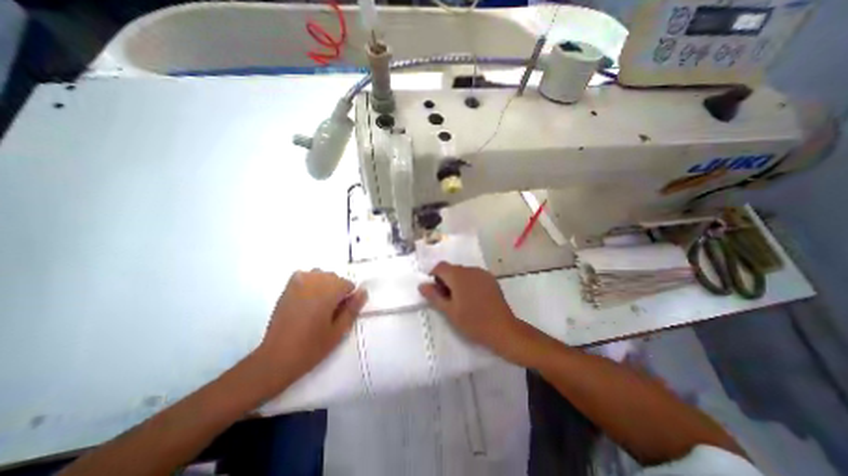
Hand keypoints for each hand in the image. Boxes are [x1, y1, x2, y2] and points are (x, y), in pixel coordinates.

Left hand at [254, 268, 367, 386]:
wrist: (276, 358)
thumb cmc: (311, 347)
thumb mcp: (339, 331)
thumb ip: (353, 309)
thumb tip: (363, 292)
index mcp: (328, 292)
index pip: (347, 284)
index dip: (348, 298)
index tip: (341, 313)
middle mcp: (314, 282)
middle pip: (334, 277)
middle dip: (337, 291)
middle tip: (330, 312)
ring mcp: (298, 283)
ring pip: (320, 275)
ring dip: (324, 285)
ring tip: (318, 305)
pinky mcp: (287, 288)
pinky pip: (305, 275)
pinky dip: (310, 282)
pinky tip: (307, 297)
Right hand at [417, 262, 550, 365]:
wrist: (503, 330)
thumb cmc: (473, 322)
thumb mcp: (449, 311)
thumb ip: (434, 296)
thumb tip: (422, 285)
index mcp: (459, 275)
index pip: (440, 266)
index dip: (434, 276)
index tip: (435, 292)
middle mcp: (471, 269)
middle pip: (452, 269)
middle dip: (446, 280)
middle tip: (447, 300)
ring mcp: (483, 273)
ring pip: (463, 272)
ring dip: (457, 282)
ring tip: (461, 301)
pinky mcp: (491, 279)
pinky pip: (474, 276)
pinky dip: (469, 283)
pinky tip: (473, 299)